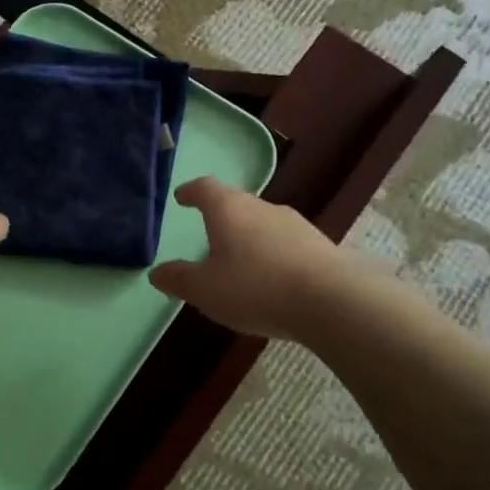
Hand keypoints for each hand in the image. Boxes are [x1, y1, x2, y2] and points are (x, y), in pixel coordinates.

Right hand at [148, 176, 350, 340]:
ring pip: (263, 224)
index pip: (205, 187)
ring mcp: (295, 225)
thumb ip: (179, 279)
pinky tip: (273, 281)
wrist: (331, 301)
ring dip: (249, 239)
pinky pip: (286, 245)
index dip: (191, 191)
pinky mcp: (320, 246)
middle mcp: (262, 207)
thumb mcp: (204, 290)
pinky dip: (273, 256)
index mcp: (229, 209)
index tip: (182, 197)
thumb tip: (157, 272)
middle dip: (221, 219)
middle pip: (236, 204)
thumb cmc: (255, 287)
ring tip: (241, 264)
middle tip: (209, 237)